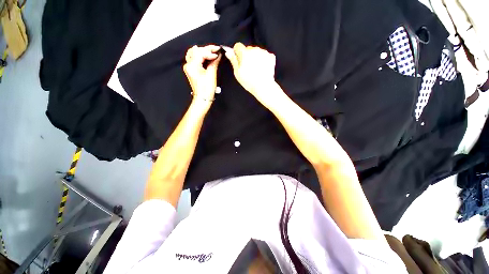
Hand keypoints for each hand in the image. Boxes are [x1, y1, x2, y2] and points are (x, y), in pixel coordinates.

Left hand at [183, 45, 221, 104]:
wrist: (203, 98)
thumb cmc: (206, 89)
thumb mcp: (211, 74)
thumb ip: (214, 63)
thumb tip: (218, 55)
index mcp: (192, 66)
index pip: (201, 53)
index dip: (210, 52)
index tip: (218, 53)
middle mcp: (188, 65)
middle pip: (196, 51)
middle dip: (207, 49)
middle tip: (216, 49)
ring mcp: (189, 67)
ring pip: (194, 53)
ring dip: (203, 51)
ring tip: (212, 51)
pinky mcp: (191, 70)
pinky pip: (194, 58)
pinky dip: (200, 55)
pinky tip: (205, 54)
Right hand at [224, 43, 278, 102]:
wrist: (263, 86)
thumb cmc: (249, 82)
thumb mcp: (237, 73)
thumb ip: (233, 61)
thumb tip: (229, 52)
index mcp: (244, 53)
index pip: (238, 46)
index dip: (237, 52)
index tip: (238, 59)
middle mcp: (254, 50)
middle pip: (248, 49)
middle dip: (247, 55)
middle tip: (247, 67)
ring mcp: (263, 52)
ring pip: (257, 51)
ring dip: (255, 57)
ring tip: (256, 69)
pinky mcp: (271, 56)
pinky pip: (265, 55)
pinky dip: (263, 60)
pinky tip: (262, 68)